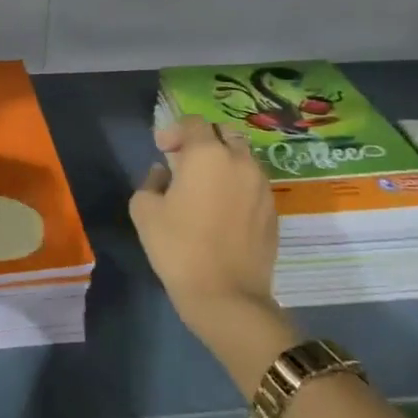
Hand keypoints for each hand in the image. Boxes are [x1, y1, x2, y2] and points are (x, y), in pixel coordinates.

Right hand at [130, 114, 279, 322]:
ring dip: (223, 161)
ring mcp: (262, 186)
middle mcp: (240, 161)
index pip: (194, 123)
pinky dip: (237, 184)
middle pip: (224, 133)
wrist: (226, 295)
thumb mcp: (145, 211)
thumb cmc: (179, 247)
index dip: (174, 131)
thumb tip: (163, 174)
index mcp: (208, 154)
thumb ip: (151, 182)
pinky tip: (222, 209)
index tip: (162, 150)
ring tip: (205, 186)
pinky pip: (253, 183)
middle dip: (203, 140)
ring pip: (243, 157)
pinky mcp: (273, 210)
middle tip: (184, 162)